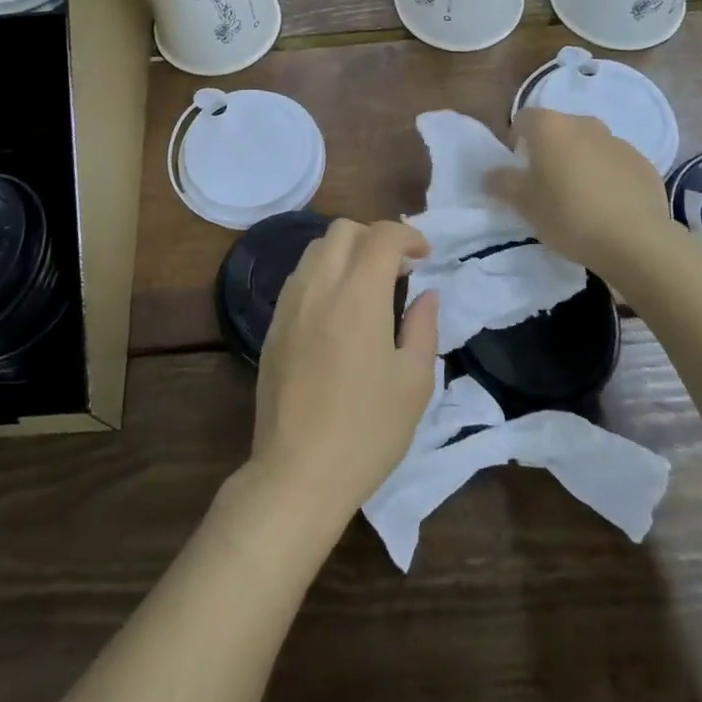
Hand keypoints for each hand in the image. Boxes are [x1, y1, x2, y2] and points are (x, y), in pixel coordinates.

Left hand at [249, 220, 438, 525]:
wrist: (298, 472)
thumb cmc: (368, 431)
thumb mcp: (414, 382)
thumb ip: (423, 328)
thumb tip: (427, 294)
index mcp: (358, 295)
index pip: (381, 236)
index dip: (408, 236)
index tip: (425, 256)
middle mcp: (319, 286)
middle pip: (343, 230)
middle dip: (375, 237)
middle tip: (398, 269)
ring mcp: (290, 303)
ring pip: (316, 249)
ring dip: (346, 252)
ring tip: (368, 286)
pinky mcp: (273, 324)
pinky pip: (300, 277)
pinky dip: (324, 273)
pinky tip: (338, 310)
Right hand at [485, 107, 671, 278]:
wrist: (635, 241)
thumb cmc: (568, 215)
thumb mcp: (523, 204)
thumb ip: (502, 182)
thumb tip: (492, 173)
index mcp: (551, 127)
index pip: (524, 119)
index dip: (517, 141)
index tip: (520, 169)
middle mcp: (584, 124)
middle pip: (559, 129)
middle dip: (550, 150)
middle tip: (547, 185)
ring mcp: (618, 142)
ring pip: (589, 145)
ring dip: (580, 161)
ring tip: (580, 198)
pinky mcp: (643, 163)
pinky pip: (614, 163)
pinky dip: (607, 176)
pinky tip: (607, 206)